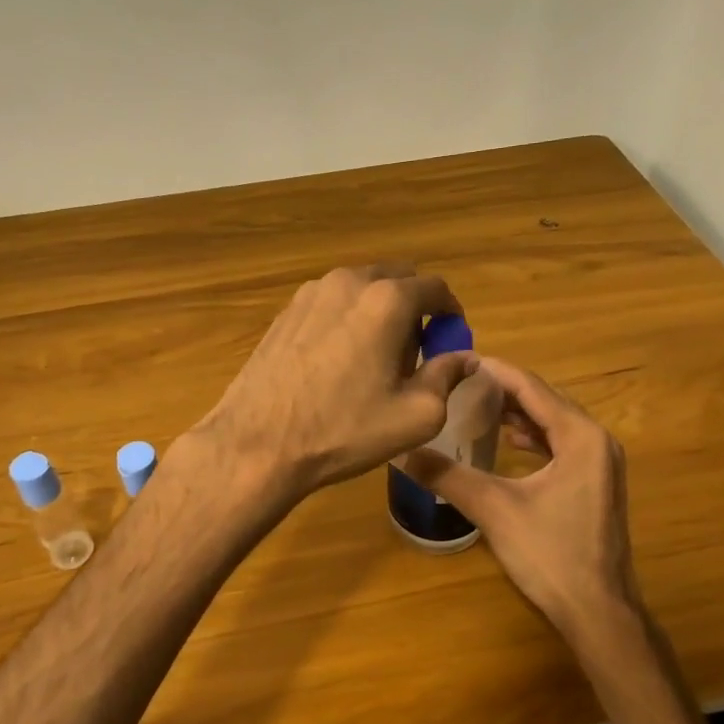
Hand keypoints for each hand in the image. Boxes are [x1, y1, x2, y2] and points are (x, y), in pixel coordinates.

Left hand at [193, 265, 478, 500]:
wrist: (259, 443)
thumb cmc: (345, 430)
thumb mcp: (416, 415)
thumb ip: (447, 376)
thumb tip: (465, 357)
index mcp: (387, 300)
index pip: (436, 288)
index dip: (451, 314)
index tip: (451, 341)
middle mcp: (349, 281)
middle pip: (397, 280)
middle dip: (415, 308)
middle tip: (415, 352)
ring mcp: (311, 292)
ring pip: (361, 289)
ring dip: (379, 311)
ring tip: (375, 358)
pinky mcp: (286, 311)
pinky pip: (331, 303)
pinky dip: (347, 318)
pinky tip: (338, 360)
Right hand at [399, 357, 645, 652]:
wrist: (598, 611)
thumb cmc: (550, 555)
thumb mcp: (494, 510)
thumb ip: (448, 476)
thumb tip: (402, 452)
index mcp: (581, 436)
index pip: (531, 388)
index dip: (494, 371)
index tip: (458, 359)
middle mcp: (597, 440)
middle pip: (544, 401)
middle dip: (503, 390)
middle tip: (459, 382)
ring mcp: (600, 463)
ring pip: (553, 423)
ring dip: (517, 413)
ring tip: (475, 405)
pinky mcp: (595, 483)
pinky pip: (560, 444)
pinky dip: (532, 437)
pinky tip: (505, 442)